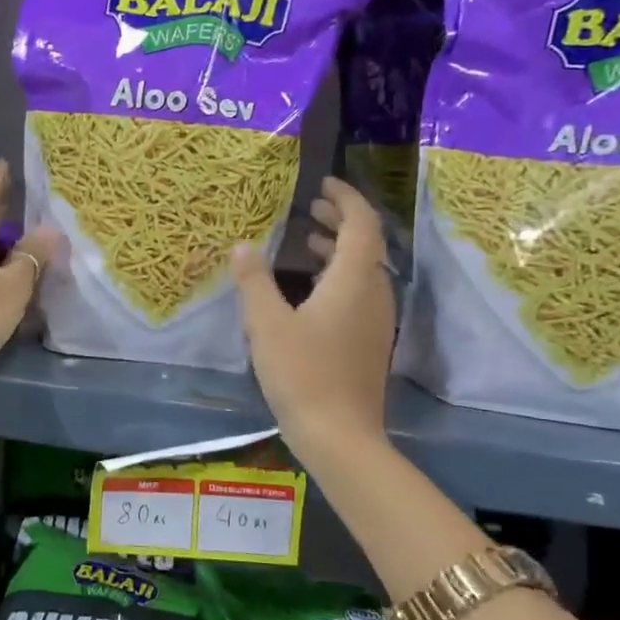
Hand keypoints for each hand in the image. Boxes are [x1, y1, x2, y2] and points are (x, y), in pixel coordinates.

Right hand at [231, 176, 394, 455]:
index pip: (361, 223)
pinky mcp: (369, 342)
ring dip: (338, 250)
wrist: (340, 435)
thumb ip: (254, 281)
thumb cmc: (302, 373)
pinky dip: (338, 276)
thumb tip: (243, 245)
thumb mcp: (266, 324)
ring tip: (306, 242)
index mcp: (352, 280)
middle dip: (340, 221)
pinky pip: (358, 293)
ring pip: (363, 270)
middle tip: (310, 208)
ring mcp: (376, 320)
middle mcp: (373, 293)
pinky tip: (310, 291)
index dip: (345, 198)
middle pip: (365, 244)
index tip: (322, 184)